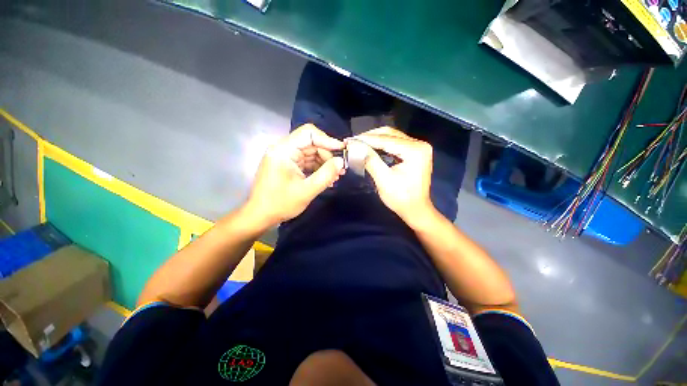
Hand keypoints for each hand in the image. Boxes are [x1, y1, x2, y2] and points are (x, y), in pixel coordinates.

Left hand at [246, 124, 344, 227]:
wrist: (261, 216)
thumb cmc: (281, 204)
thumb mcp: (307, 191)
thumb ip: (326, 175)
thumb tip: (341, 162)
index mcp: (283, 150)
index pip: (308, 133)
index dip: (328, 140)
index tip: (342, 151)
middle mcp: (283, 149)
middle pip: (311, 143)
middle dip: (328, 156)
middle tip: (340, 170)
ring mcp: (286, 157)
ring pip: (311, 153)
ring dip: (324, 163)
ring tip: (336, 177)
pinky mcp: (288, 165)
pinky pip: (306, 161)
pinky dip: (317, 168)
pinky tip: (327, 179)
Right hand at [352, 127, 433, 224]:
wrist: (416, 210)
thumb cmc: (401, 198)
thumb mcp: (383, 180)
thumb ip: (370, 161)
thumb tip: (355, 147)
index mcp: (415, 150)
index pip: (386, 140)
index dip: (366, 139)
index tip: (350, 140)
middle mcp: (419, 144)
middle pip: (390, 134)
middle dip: (370, 137)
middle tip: (353, 141)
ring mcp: (418, 147)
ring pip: (392, 137)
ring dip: (375, 140)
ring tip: (359, 143)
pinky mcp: (415, 152)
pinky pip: (396, 143)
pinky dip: (382, 145)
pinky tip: (371, 147)